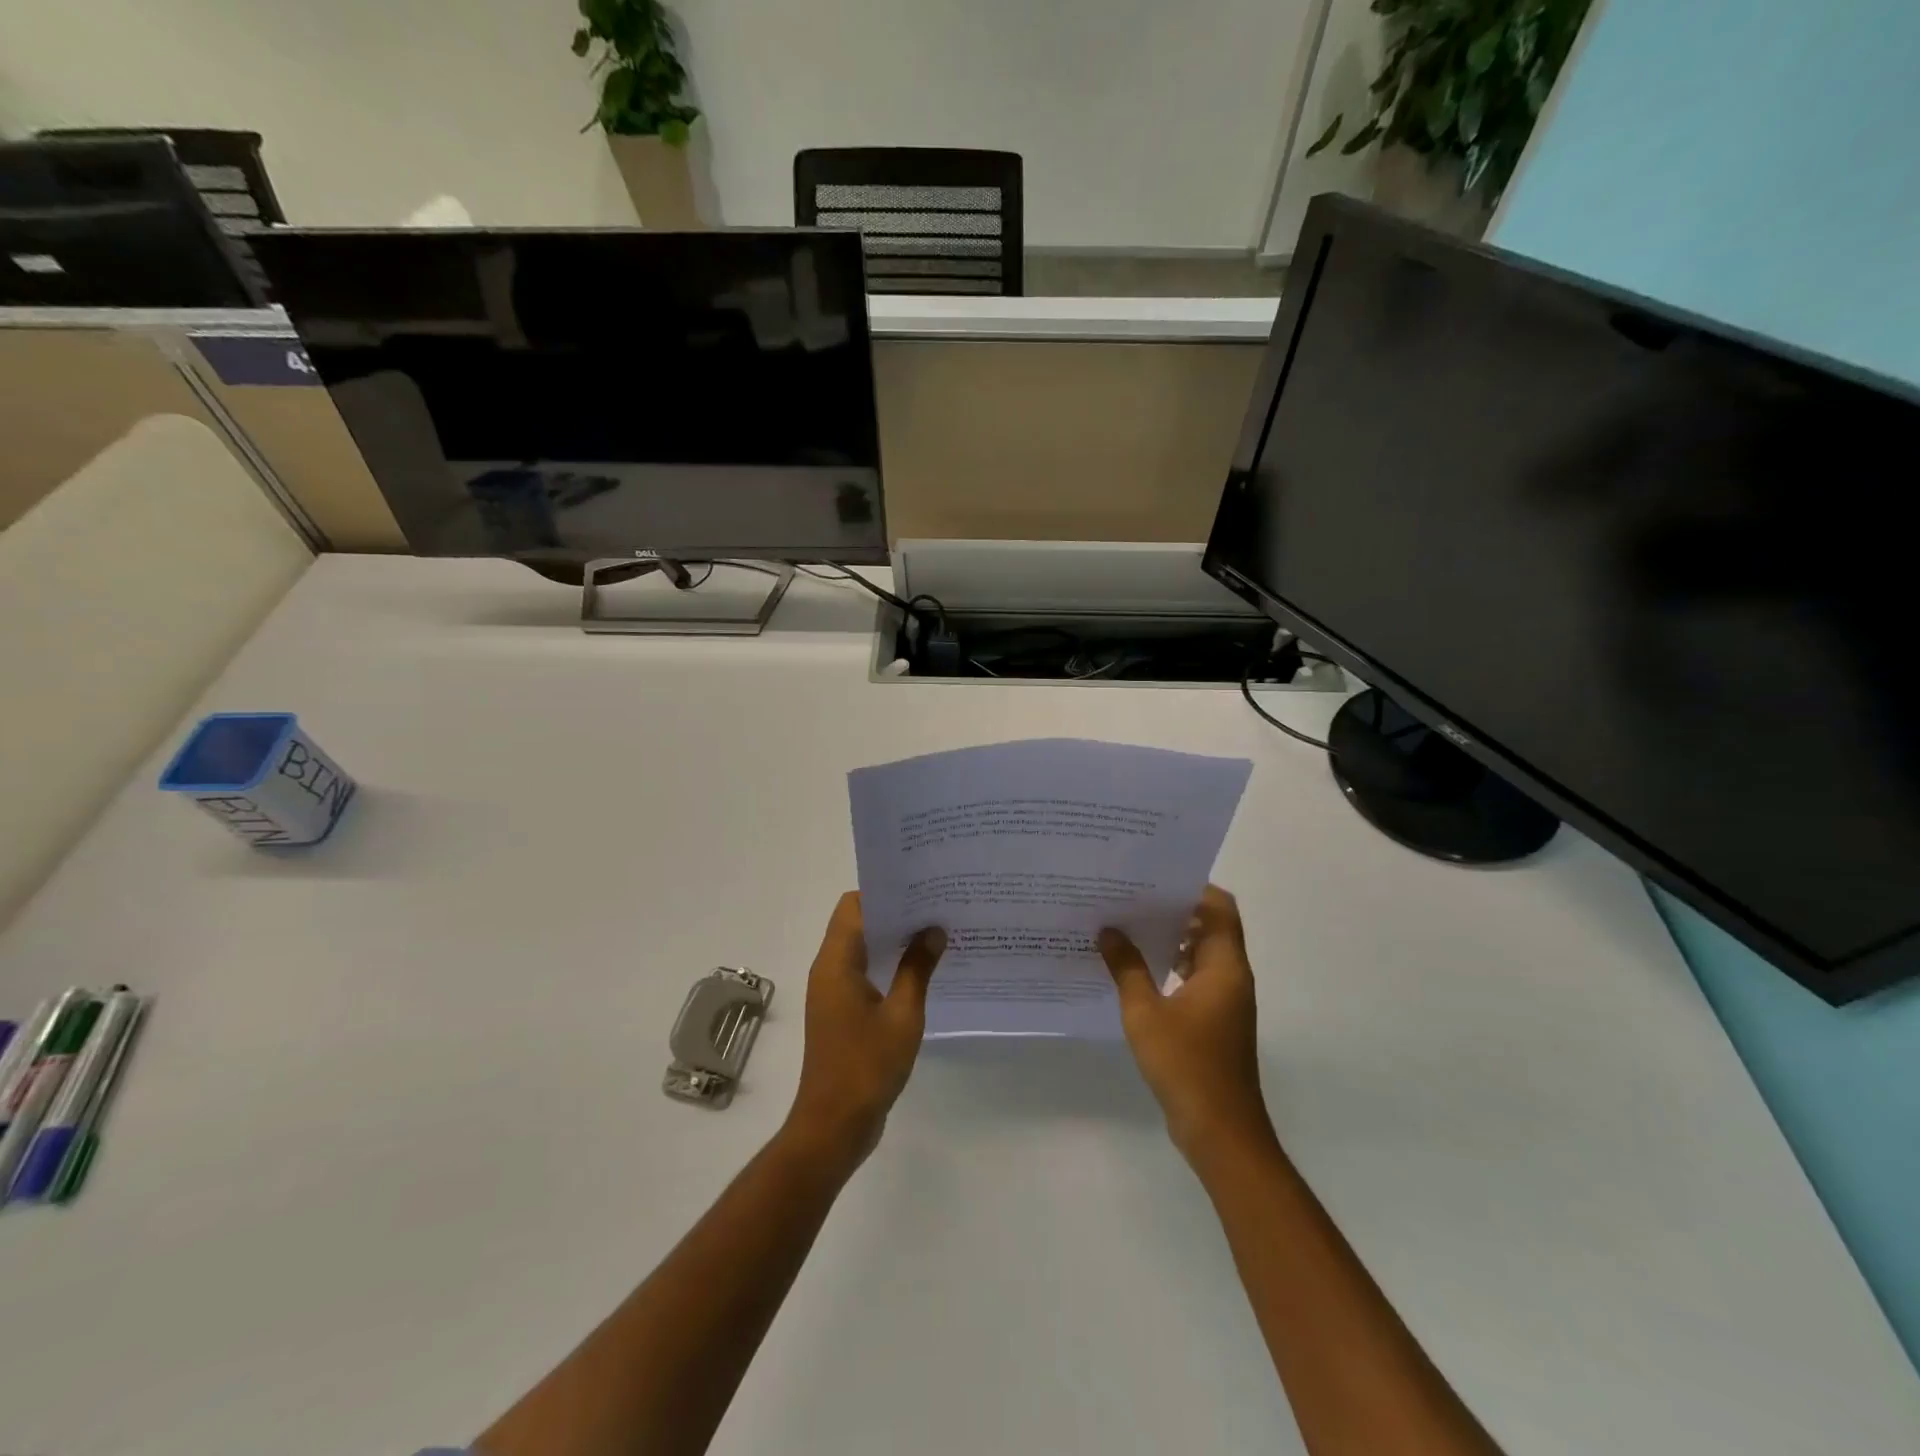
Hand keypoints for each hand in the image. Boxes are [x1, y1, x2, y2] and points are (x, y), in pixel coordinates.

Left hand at [785, 891, 945, 1170]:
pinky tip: (922, 971)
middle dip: (894, 913)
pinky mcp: (841, 1013)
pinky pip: (864, 974)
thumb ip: (917, 968)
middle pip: (857, 923)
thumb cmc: (867, 1066)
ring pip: (862, 949)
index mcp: (836, 962)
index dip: (884, 892)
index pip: (854, 906)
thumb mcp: (903, 1014)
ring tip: (935, 932)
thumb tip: (933, 929)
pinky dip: (888, 965)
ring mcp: (833, 993)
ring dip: (893, 940)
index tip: (920, 886)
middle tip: (936, 906)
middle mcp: (829, 970)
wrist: (834, 1126)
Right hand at [1099, 885, 1275, 1166]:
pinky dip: (1171, 966)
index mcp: (1224, 966)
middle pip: (1210, 926)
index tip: (1155, 878)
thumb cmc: (1186, 1064)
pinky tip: (1136, 970)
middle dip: (1174, 909)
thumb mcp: (1145, 1013)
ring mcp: (1225, 1000)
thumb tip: (1108, 930)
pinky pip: (1196, 977)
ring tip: (1127, 926)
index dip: (1193, 887)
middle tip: (1131, 897)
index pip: (1220, 908)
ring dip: (1171, 938)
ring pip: (1202, 953)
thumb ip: (1127, 968)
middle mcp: (1231, 976)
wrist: (1220, 1131)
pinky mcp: (1216, 1020)